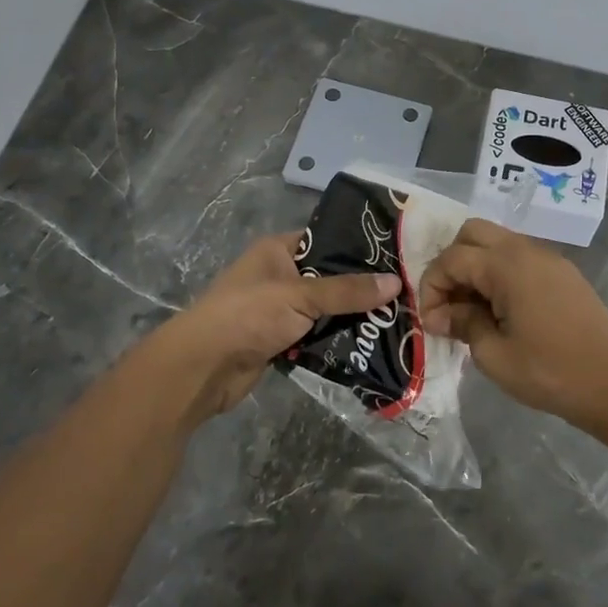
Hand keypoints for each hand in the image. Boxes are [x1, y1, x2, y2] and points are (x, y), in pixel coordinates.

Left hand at [158, 230, 399, 422]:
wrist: (204, 367)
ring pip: (323, 310)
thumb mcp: (301, 295)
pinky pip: (314, 336)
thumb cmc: (248, 315)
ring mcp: (278, 310)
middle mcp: (278, 275)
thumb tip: (395, 282)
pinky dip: (334, 341)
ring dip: (349, 318)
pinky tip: (368, 345)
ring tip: (394, 320)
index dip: (357, 247)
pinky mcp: (279, 340)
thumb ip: (347, 291)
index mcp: (278, 251)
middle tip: (403, 293)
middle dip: (359, 289)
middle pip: (328, 278)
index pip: (325, 239)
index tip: (395, 256)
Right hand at [419, 220, 607, 445]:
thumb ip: (463, 324)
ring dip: (476, 267)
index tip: (431, 321)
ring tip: (471, 309)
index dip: (432, 287)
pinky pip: (519, 258)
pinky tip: (499, 309)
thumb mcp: (494, 355)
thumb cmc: (549, 373)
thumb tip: (441, 315)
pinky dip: (499, 273)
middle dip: (451, 264)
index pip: (452, 258)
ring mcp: (549, 258)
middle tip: (448, 303)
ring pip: (497, 242)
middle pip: (472, 233)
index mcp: (507, 265)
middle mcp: (527, 250)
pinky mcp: (563, 273)